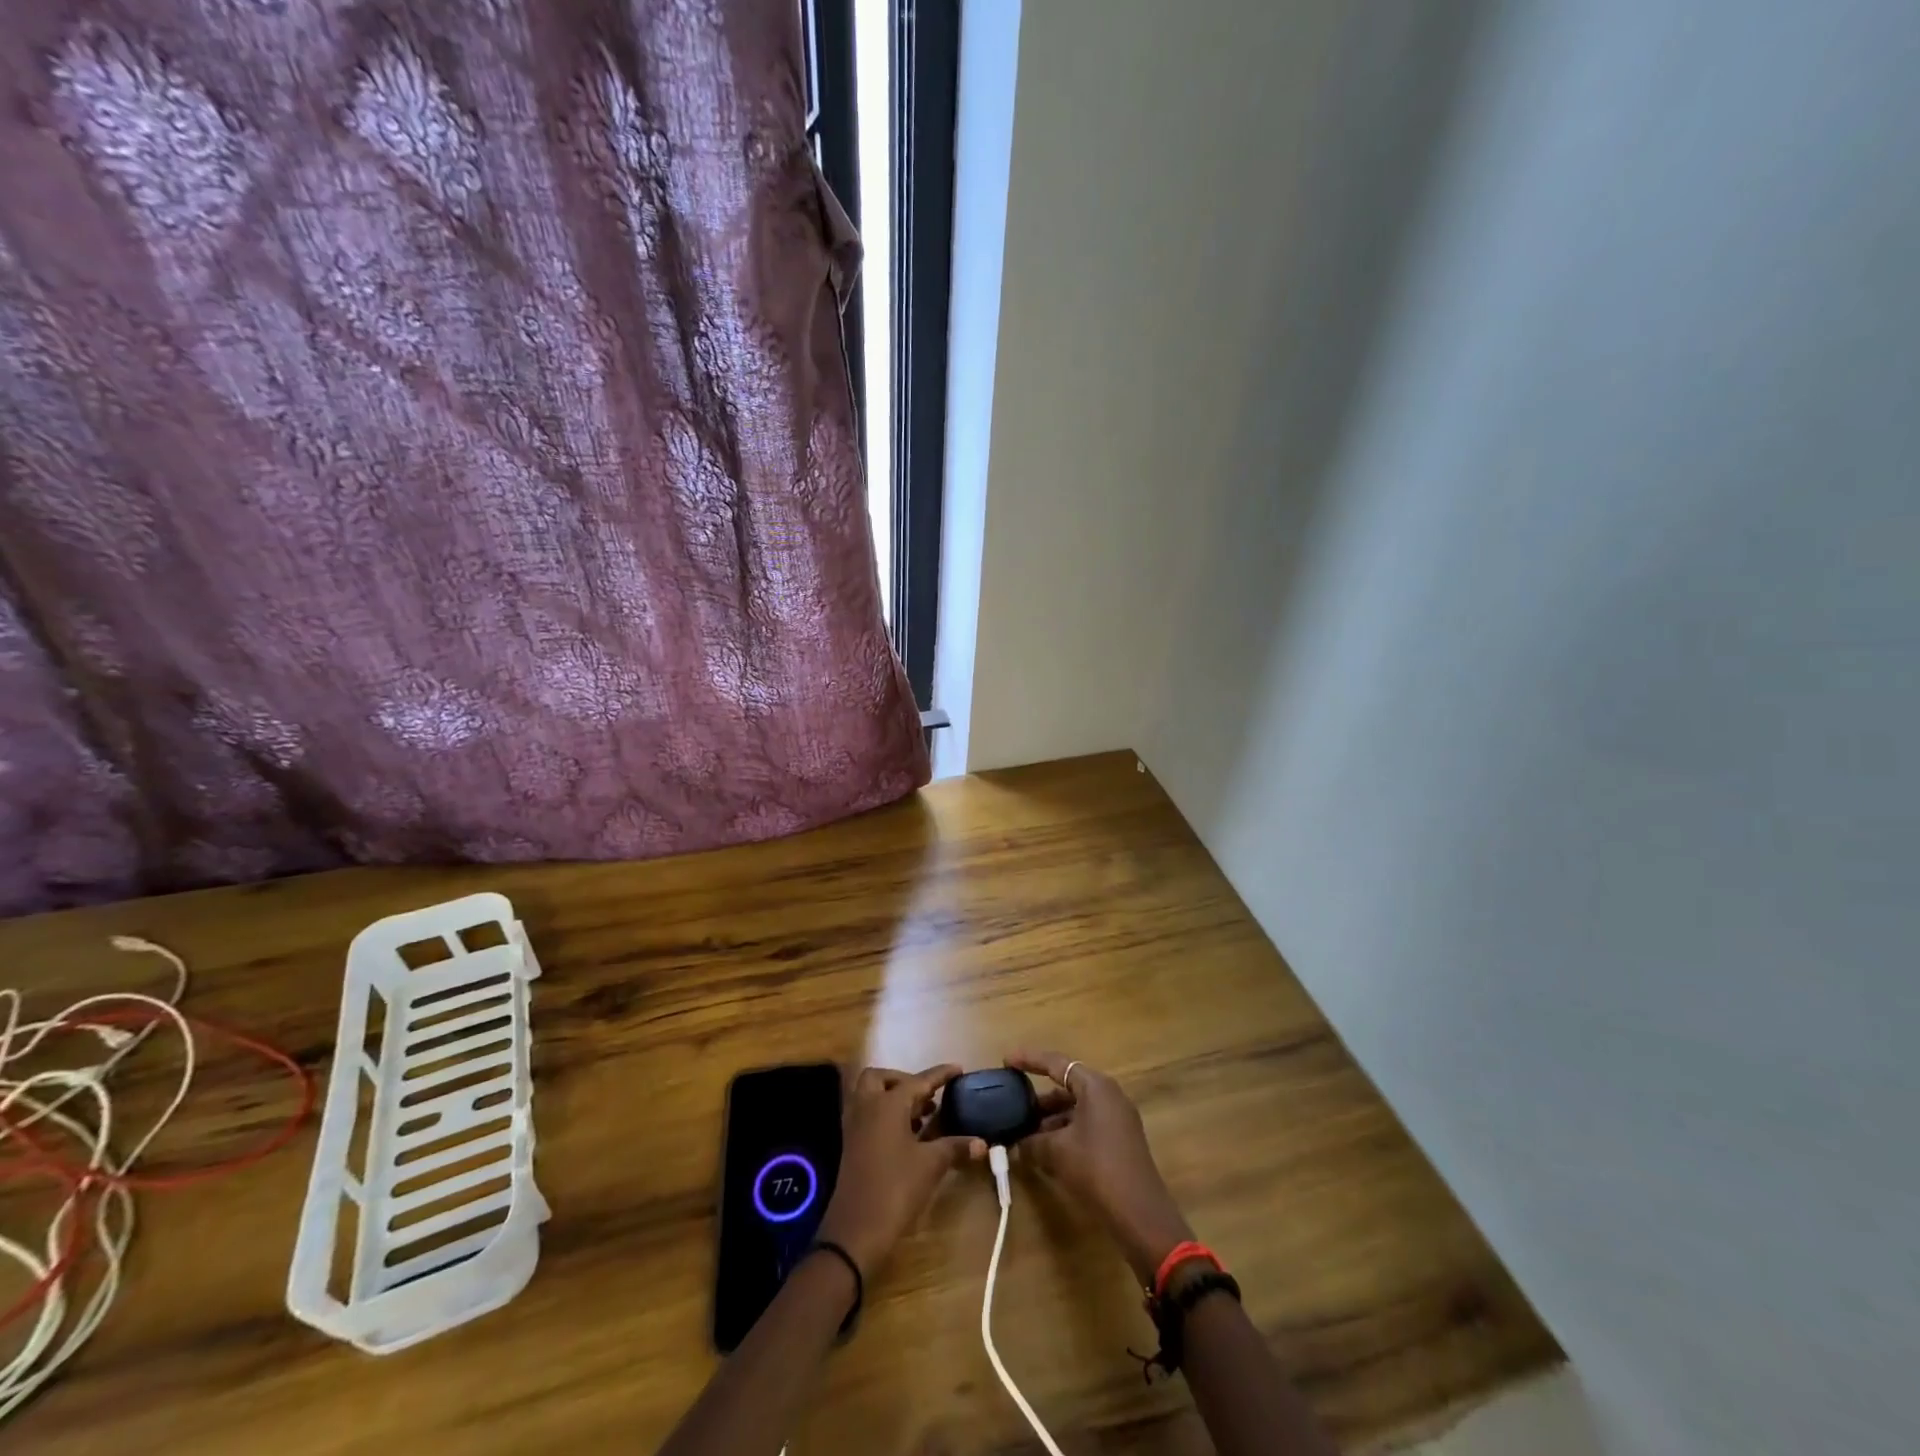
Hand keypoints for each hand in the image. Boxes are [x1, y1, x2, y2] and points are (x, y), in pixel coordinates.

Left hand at [815, 1064, 985, 1279]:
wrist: (855, 1231)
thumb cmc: (896, 1189)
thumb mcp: (930, 1165)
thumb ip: (955, 1147)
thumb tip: (981, 1142)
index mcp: (888, 1103)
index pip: (919, 1080)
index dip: (940, 1074)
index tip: (958, 1068)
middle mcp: (867, 1106)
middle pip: (881, 1078)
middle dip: (904, 1080)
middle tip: (927, 1096)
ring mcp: (855, 1126)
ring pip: (871, 1095)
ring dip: (893, 1097)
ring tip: (922, 1115)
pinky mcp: (851, 1145)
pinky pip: (867, 1115)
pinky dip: (885, 1115)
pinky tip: (906, 1136)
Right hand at [1008, 1050, 1195, 1283]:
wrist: (1140, 1214)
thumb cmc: (1096, 1168)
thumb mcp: (1056, 1152)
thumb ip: (1031, 1143)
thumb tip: (1014, 1145)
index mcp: (1095, 1086)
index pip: (1056, 1063)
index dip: (1029, 1060)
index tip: (1007, 1062)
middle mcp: (1109, 1095)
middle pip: (1067, 1086)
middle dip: (1039, 1098)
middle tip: (1014, 1105)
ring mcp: (1118, 1118)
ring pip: (1076, 1108)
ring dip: (1051, 1120)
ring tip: (1025, 1134)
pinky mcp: (1120, 1140)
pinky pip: (1086, 1125)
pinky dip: (1065, 1132)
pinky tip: (1046, 1151)